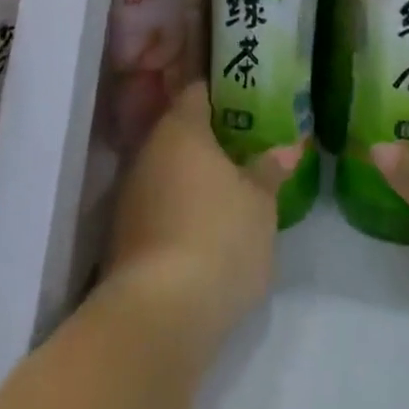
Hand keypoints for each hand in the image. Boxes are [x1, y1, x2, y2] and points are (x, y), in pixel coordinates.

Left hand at [103, 82, 302, 357]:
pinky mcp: (122, 236)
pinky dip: (179, 208)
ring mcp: (129, 195)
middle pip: (180, 131)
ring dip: (193, 176)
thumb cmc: (219, 238)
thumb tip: (286, 149)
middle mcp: (147, 151)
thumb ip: (270, 171)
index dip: (222, 92)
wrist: (159, 316)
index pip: (197, 91)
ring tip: (231, 188)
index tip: (247, 100)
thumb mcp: (261, 204)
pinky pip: (158, 205)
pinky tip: (206, 227)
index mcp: (180, 128)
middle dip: (210, 138)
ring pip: (167, 170)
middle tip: (246, 147)